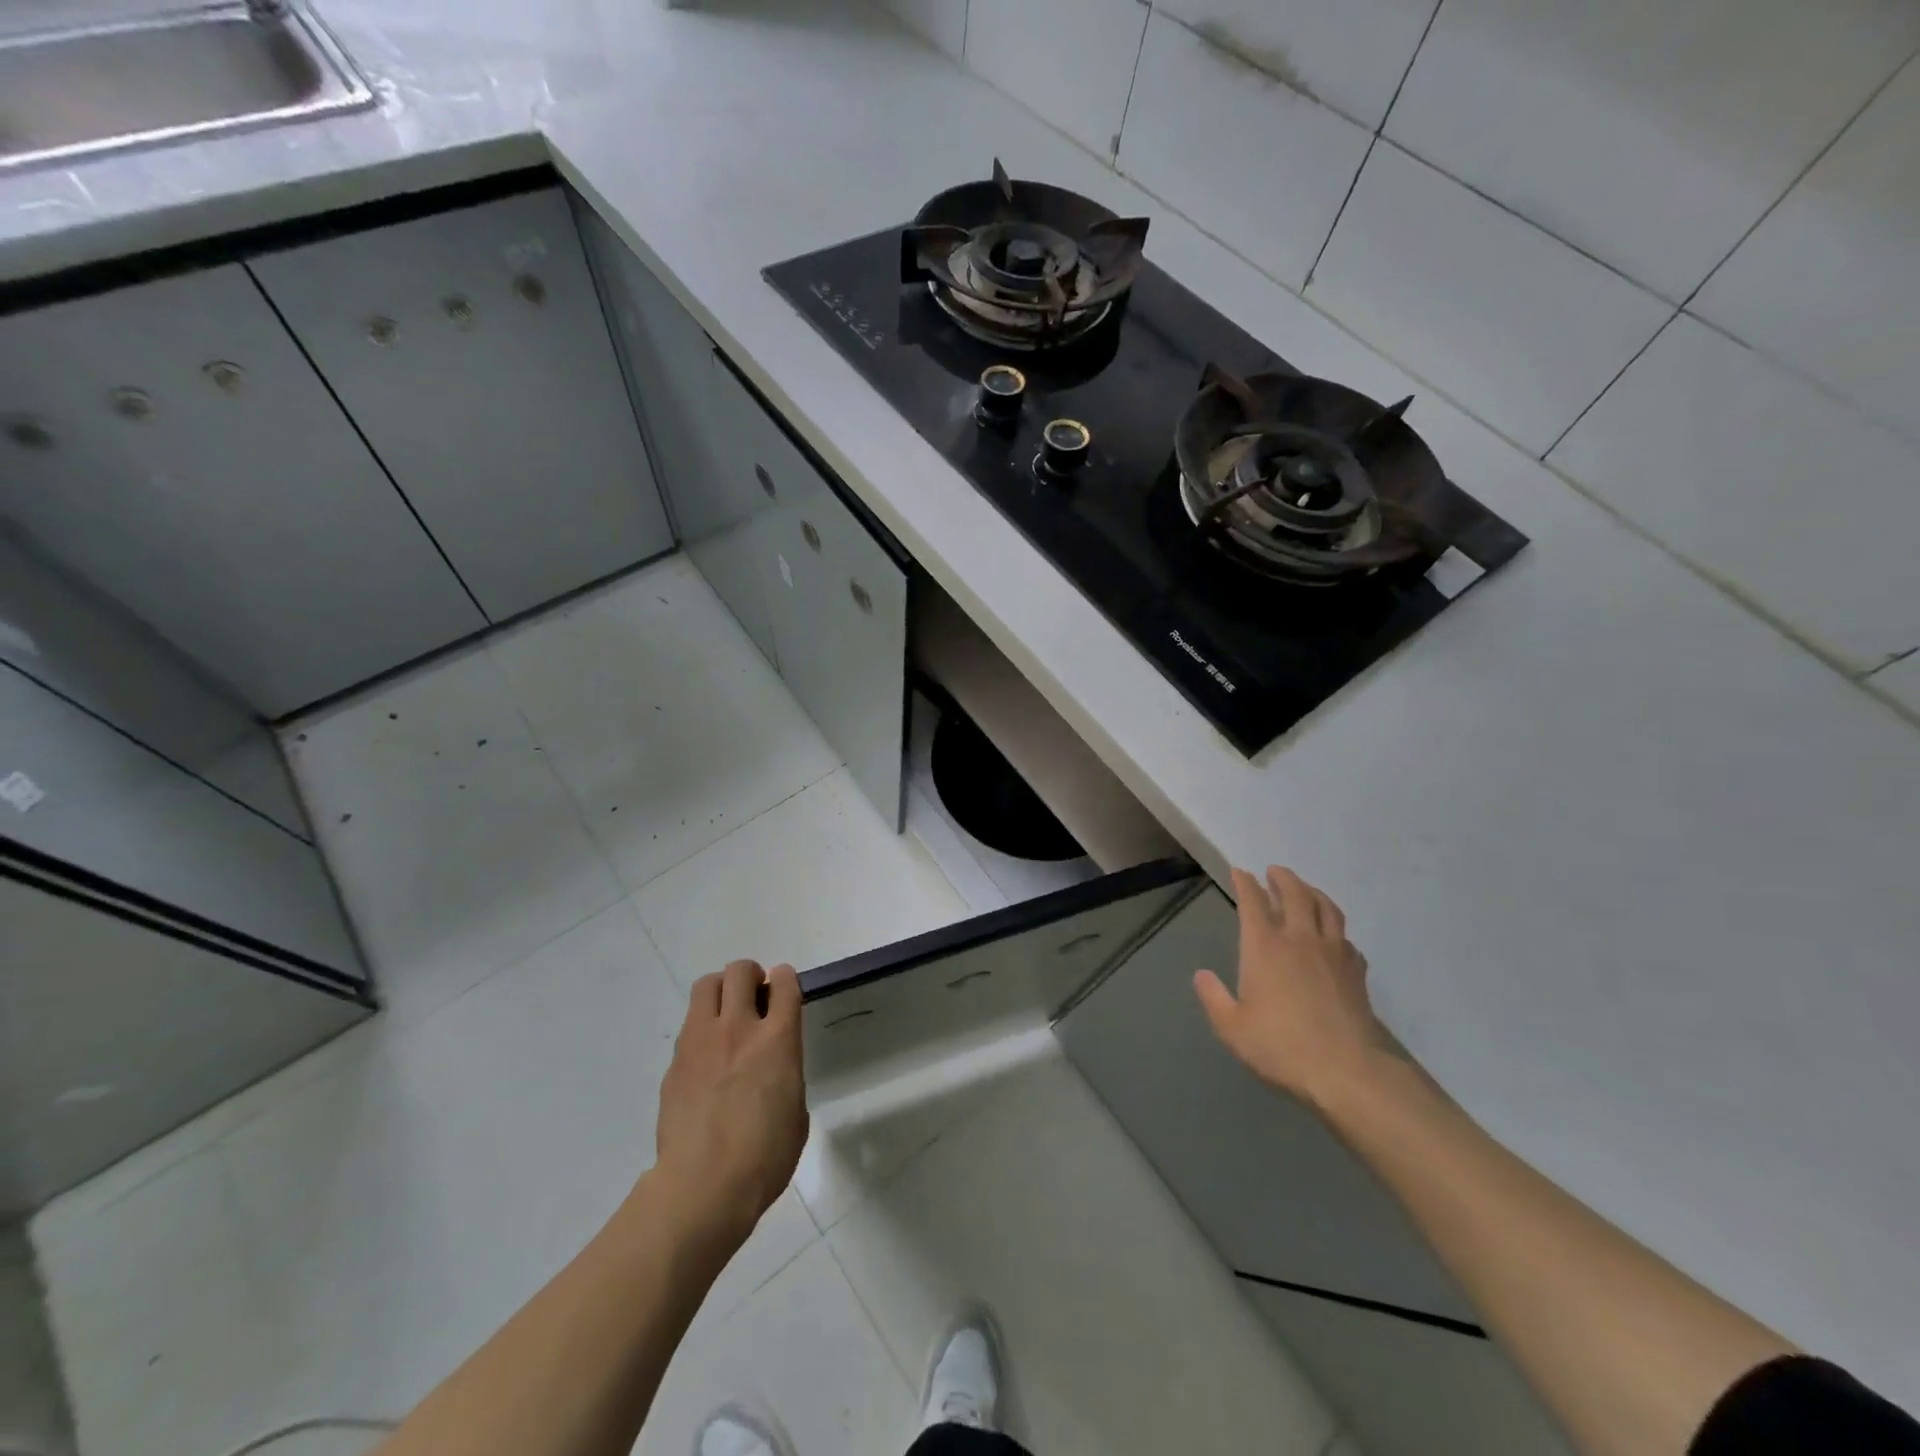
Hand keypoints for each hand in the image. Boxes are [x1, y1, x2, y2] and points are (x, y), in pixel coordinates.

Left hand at [653, 960, 807, 1249]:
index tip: (783, 991)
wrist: (702, 1188)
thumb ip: (787, 1073)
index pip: (784, 982)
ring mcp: (701, 1041)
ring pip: (707, 985)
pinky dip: (701, 1029)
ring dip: (721, 991)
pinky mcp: (675, 1062)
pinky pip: (689, 1026)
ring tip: (726, 1016)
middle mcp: (738, 1028)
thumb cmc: (764, 1158)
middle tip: (755, 1000)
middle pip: (740, 971)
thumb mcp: (796, 1111)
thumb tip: (774, 1067)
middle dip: (750, 976)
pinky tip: (706, 1060)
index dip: (785, 980)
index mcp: (778, 1039)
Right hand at [1194, 867, 1393, 1108]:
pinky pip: (1345, 938)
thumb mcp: (1232, 1027)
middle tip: (1274, 871)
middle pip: (1295, 894)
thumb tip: (1202, 976)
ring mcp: (1333, 953)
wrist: (1346, 1071)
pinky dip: (1335, 929)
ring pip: (1326, 908)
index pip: (1253, 902)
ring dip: (1313, 892)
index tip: (1240, 872)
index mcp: (1264, 947)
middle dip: (1283, 878)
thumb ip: (1214, 998)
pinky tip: (1333, 938)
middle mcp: (1300, 939)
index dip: (1245, 883)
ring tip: (1305, 890)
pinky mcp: (1356, 971)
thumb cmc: (1280, 1046)